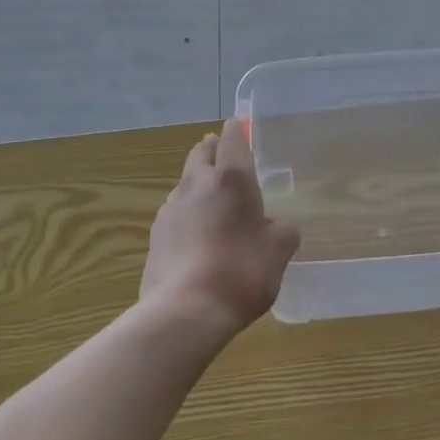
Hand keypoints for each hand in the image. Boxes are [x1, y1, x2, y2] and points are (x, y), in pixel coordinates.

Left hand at [141, 119, 298, 337]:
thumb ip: (283, 231)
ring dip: (199, 182)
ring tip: (215, 203)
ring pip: (186, 181)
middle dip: (214, 150)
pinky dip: (187, 212)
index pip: (232, 138)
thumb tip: (277, 225)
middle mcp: (198, 183)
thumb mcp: (278, 252)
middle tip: (228, 160)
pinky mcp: (156, 233)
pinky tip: (197, 234)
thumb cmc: (241, 272)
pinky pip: (175, 210)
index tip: (242, 128)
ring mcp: (172, 207)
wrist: (184, 311)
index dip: (238, 130)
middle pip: (202, 152)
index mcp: (232, 178)